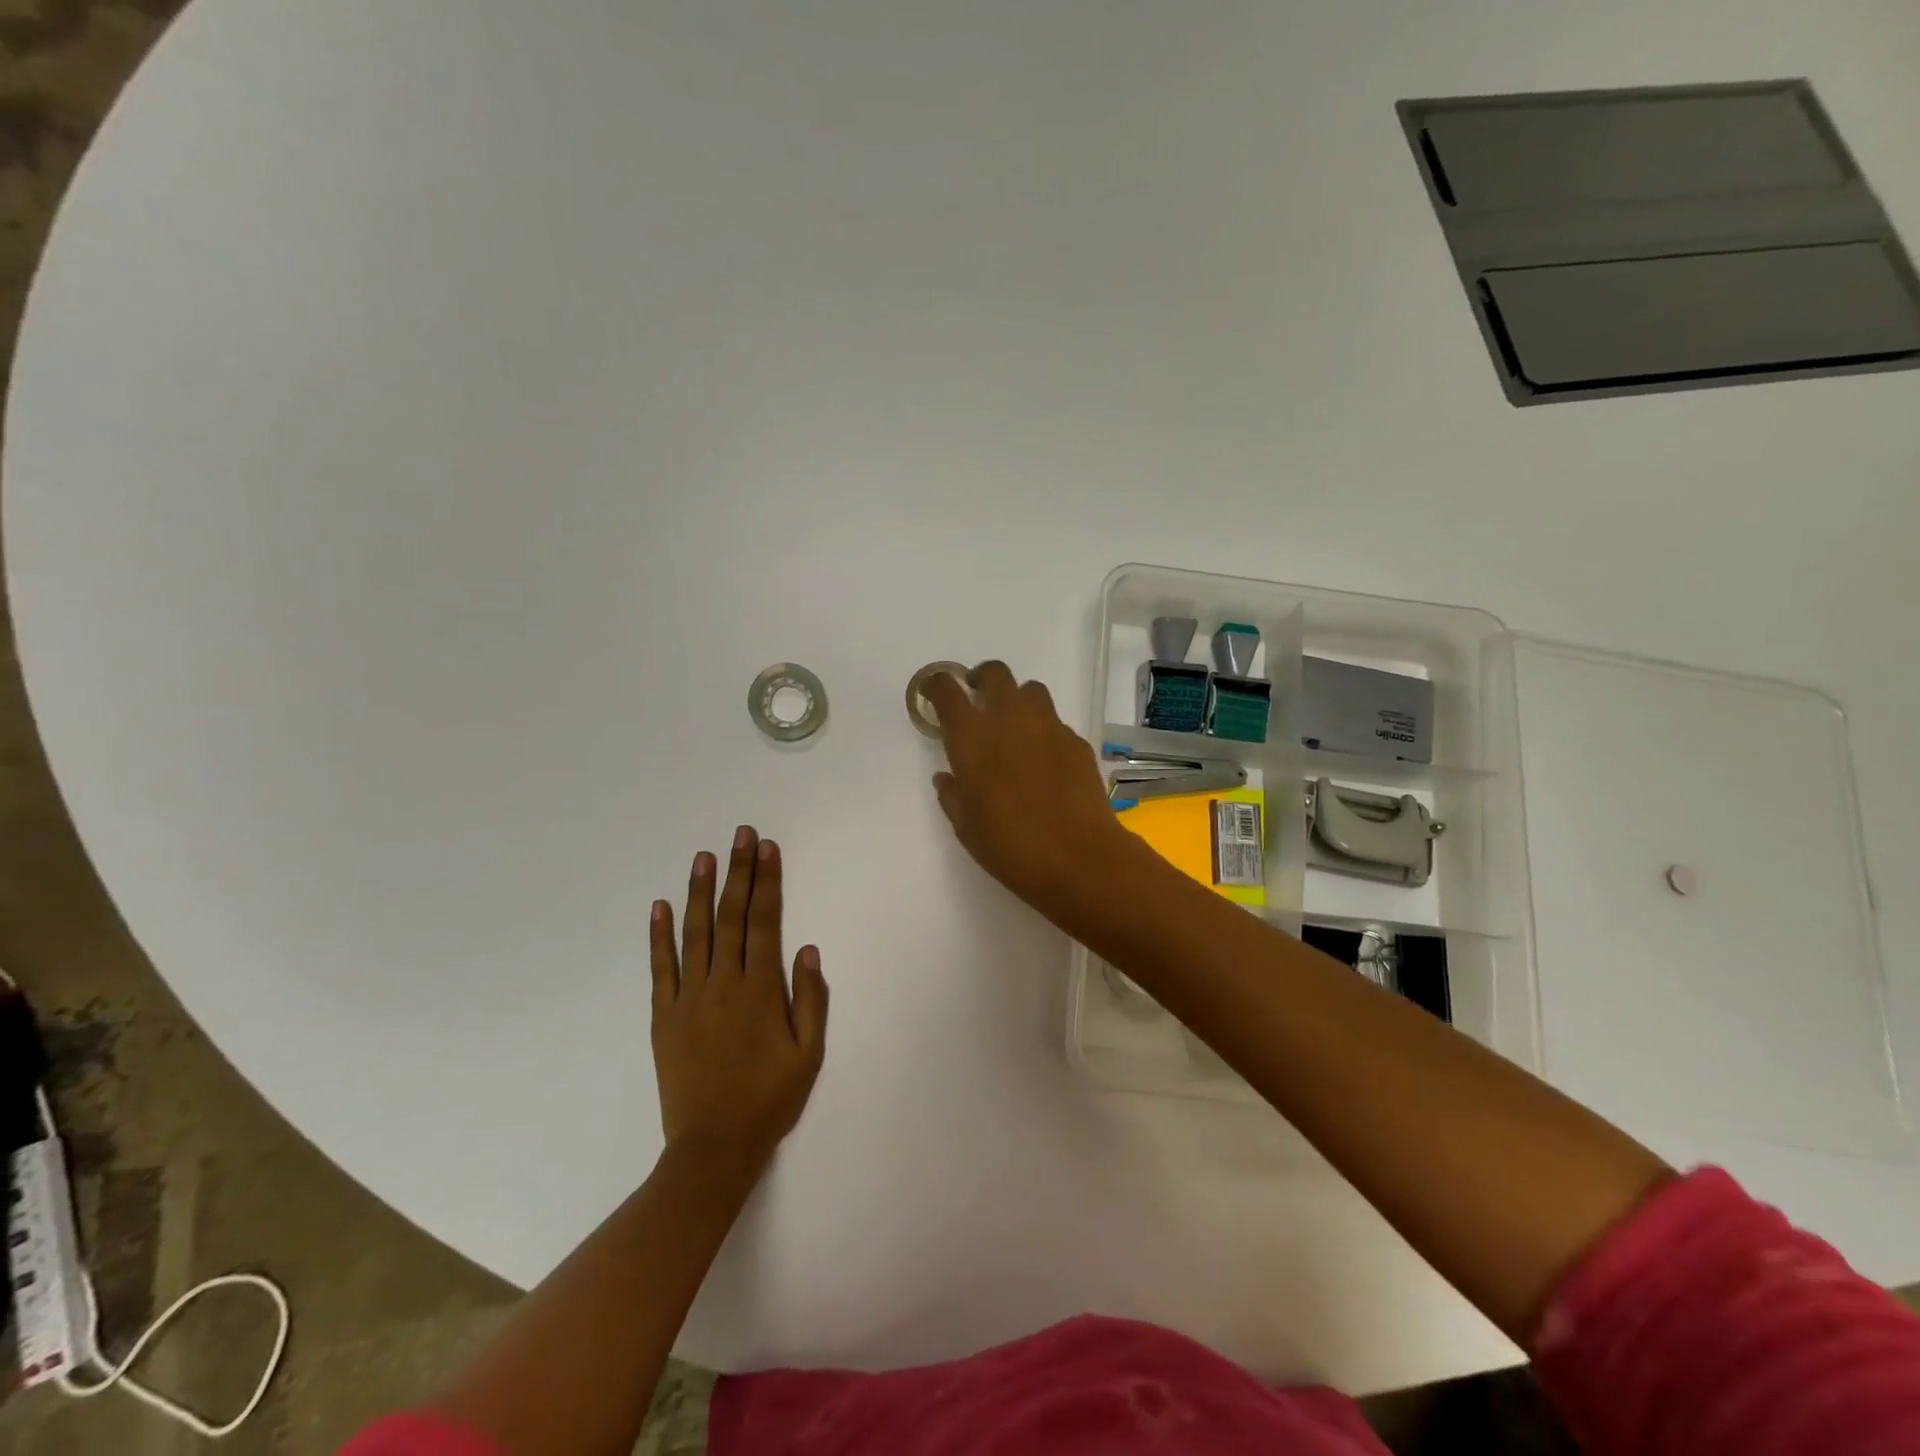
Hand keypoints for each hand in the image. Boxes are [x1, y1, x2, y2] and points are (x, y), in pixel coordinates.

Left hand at [650, 827, 828, 1171]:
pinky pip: (661, 968)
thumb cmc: (769, 1099)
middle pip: (731, 916)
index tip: (767, 849)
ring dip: (699, 891)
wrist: (713, 1148)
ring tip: (703, 856)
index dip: (767, 882)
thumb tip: (807, 948)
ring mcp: (689, 998)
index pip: (764, 922)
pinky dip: (659, 936)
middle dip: (738, 872)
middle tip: (741, 835)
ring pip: (695, 933)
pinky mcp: (664, 1016)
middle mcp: (723, 983)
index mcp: (760, 990)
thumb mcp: (808, 1054)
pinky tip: (660, 906)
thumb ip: (810, 999)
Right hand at [923, 661, 1139, 918]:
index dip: (937, 685)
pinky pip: (1055, 722)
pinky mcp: (1076, 741)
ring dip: (1017, 699)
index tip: (933, 691)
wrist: (1079, 858)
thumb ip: (952, 795)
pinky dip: (1043, 730)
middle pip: (994, 674)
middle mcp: (1009, 720)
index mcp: (972, 738)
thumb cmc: (1011, 847)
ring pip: (1030, 690)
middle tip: (976, 697)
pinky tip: (1044, 760)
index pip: (948, 692)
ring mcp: (1048, 727)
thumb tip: (947, 777)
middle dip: (981, 679)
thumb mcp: (967, 827)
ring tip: (1014, 725)